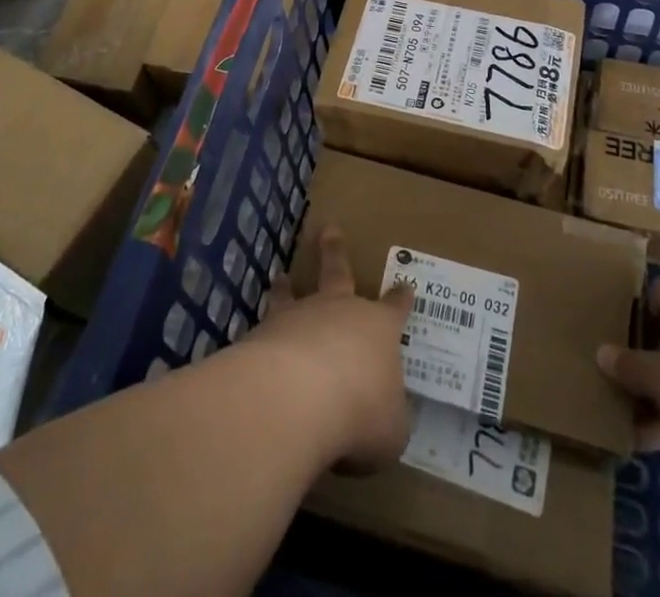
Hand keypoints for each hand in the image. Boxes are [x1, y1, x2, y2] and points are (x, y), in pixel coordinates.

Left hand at [250, 226, 415, 470]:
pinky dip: (261, 333)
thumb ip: (387, 420)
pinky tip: (254, 344)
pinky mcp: (263, 335)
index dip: (401, 299)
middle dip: (336, 251)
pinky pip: (264, 328)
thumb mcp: (391, 431)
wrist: (298, 398)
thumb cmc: (360, 411)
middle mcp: (339, 311)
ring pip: (294, 294)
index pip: (394, 309)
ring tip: (282, 277)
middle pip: (339, 272)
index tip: (405, 285)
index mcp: (378, 329)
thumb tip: (382, 420)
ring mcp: (298, 317)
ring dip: (288, 287)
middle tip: (329, 229)